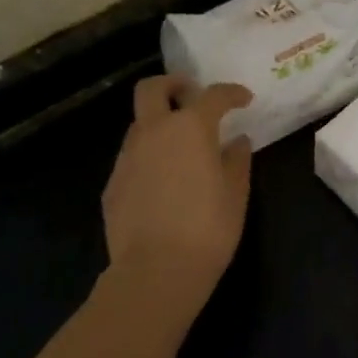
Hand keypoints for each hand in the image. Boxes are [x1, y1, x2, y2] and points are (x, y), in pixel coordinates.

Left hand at [102, 75, 254, 310]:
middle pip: (153, 88)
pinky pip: (132, 157)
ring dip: (160, 124)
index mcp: (191, 127)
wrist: (154, 273)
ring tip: (180, 148)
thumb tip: (236, 141)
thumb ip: (237, 159)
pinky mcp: (113, 184)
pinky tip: (163, 182)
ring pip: (140, 123)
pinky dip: (149, 157)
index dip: (231, 93)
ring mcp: (128, 157)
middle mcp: (155, 132)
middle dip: (173, 85)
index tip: (244, 100)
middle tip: (191, 97)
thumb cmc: (207, 228)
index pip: (214, 95)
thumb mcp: (236, 192)